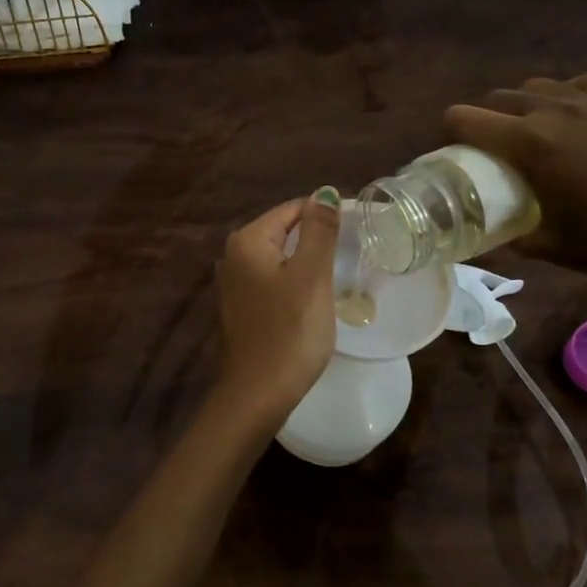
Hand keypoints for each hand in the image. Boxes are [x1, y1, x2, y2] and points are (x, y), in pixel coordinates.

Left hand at [213, 189, 341, 426]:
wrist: (257, 394)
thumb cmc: (289, 331)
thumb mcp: (311, 276)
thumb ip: (319, 231)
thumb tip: (324, 193)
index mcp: (246, 240)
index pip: (292, 209)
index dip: (325, 216)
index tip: (355, 235)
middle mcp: (232, 255)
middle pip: (283, 231)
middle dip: (314, 240)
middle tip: (348, 258)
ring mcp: (232, 283)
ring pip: (278, 258)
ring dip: (304, 264)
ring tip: (333, 279)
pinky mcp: (239, 307)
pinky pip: (271, 281)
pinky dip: (291, 284)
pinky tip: (309, 301)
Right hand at [444, 72, 586, 295]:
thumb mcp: (551, 248)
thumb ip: (512, 238)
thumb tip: (488, 239)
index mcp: (529, 144)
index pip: (464, 119)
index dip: (449, 134)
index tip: (454, 154)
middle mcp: (554, 111)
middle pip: (498, 98)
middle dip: (484, 119)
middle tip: (491, 151)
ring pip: (538, 86)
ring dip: (523, 105)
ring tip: (532, 132)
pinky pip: (583, 83)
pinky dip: (569, 95)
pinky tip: (576, 114)